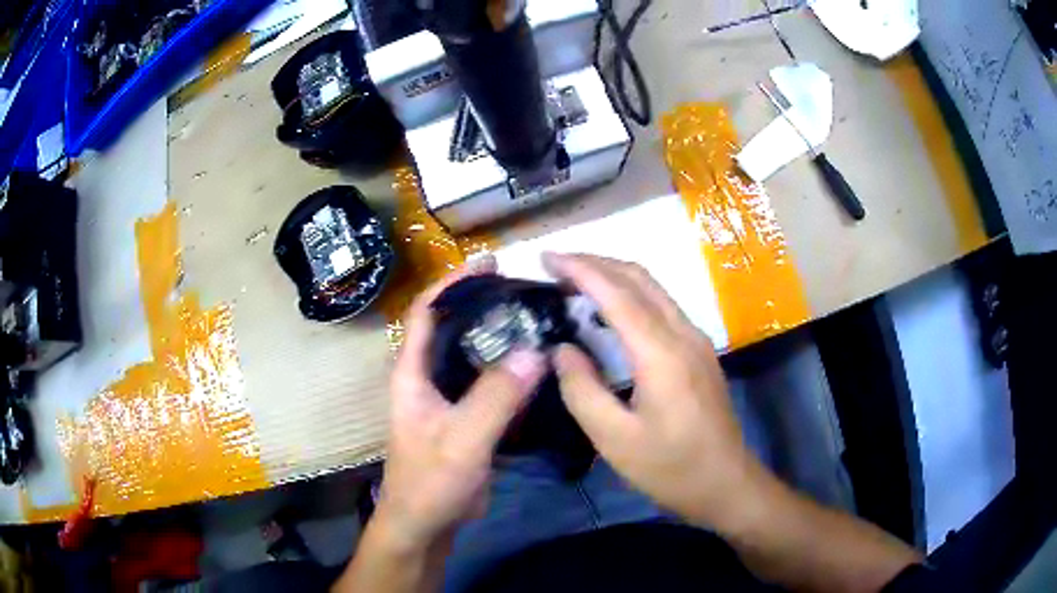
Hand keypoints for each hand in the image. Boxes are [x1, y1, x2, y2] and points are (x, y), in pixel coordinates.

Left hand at [375, 255, 546, 552]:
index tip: (488, 262)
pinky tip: (535, 366)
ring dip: (497, 335)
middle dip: (481, 303)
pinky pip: (486, 383)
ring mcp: (446, 399)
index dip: (453, 282)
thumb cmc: (429, 482)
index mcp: (412, 373)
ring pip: (471, 355)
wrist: (424, 525)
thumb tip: (536, 351)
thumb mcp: (462, 440)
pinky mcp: (464, 418)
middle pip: (451, 327)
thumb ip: (495, 398)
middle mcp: (426, 378)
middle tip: (523, 289)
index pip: (426, 312)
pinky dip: (508, 370)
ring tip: (534, 319)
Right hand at [545, 253, 762, 531]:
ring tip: (575, 283)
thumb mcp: (615, 440)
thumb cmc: (671, 469)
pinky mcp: (699, 352)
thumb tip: (561, 349)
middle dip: (596, 262)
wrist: (727, 483)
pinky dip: (630, 296)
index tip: (546, 258)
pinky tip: (609, 313)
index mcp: (662, 354)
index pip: (617, 294)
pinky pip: (661, 307)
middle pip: (639, 278)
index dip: (580, 269)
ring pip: (653, 288)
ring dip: (614, 276)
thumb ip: (582, 390)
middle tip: (556, 266)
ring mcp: (696, 340)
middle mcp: (683, 335)